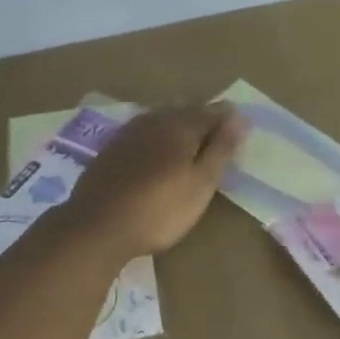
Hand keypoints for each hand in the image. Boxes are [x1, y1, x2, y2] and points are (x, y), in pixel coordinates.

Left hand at [60, 104, 245, 261]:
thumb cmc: (160, 209)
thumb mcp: (201, 184)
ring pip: (161, 119)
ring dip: (178, 125)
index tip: (242, 128)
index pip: (212, 112)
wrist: (97, 227)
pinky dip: (156, 137)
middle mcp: (154, 120)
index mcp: (181, 126)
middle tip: (218, 134)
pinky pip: (142, 133)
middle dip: (203, 118)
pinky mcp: (110, 149)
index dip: (228, 119)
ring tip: (190, 141)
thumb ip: (220, 149)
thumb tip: (239, 117)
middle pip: (185, 111)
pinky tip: (156, 151)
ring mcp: (128, 133)